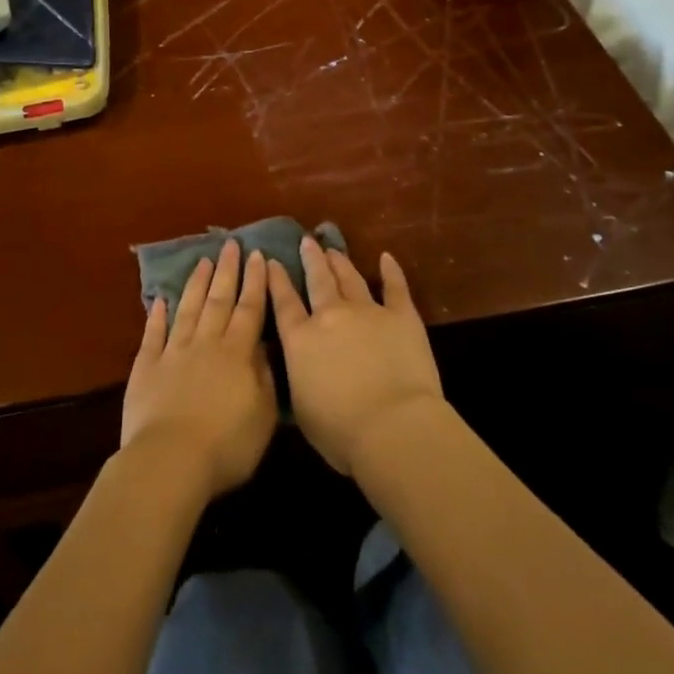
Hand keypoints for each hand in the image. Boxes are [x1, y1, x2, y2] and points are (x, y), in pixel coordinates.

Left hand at [121, 240, 277, 499]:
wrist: (171, 460)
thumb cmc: (227, 444)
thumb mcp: (263, 415)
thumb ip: (266, 376)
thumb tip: (264, 346)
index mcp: (237, 353)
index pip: (249, 309)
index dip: (255, 282)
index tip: (257, 255)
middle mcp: (206, 343)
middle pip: (219, 300)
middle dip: (227, 270)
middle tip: (231, 244)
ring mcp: (173, 352)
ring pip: (188, 309)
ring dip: (197, 284)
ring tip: (203, 260)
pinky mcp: (147, 367)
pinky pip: (153, 334)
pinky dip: (157, 316)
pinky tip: (160, 300)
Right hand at [268, 236, 444, 474]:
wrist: (393, 427)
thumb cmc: (340, 432)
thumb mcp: (302, 408)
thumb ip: (298, 377)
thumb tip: (298, 365)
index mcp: (301, 340)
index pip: (284, 302)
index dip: (277, 279)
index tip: (273, 260)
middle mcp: (330, 316)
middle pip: (317, 280)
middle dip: (310, 259)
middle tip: (306, 241)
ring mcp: (367, 311)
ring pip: (349, 278)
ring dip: (340, 261)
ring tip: (333, 249)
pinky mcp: (401, 316)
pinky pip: (395, 287)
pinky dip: (391, 271)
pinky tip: (386, 257)